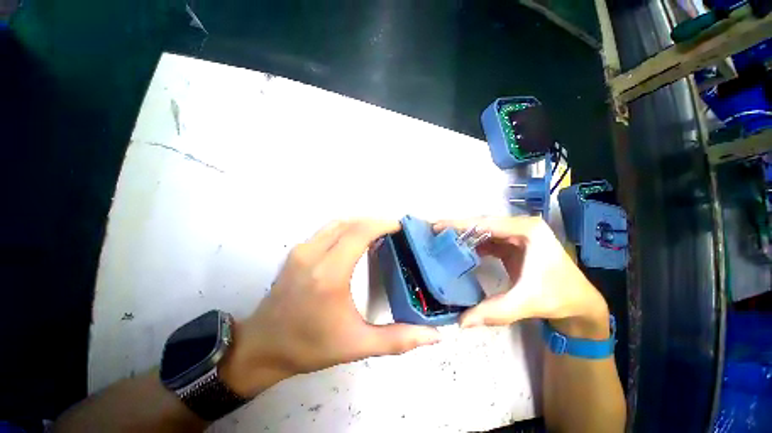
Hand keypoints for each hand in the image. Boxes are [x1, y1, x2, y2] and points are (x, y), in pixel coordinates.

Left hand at [220, 220, 441, 397]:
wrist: (263, 347)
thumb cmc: (309, 346)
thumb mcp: (357, 345)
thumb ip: (398, 340)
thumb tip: (434, 335)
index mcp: (329, 275)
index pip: (360, 233)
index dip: (382, 224)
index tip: (400, 227)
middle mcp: (313, 255)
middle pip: (351, 223)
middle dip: (376, 222)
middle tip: (394, 232)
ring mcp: (302, 250)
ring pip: (338, 223)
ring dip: (361, 224)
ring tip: (379, 234)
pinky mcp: (297, 252)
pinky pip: (327, 230)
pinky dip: (347, 228)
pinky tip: (357, 241)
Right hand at [434, 217, 609, 338]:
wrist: (579, 303)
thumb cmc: (558, 297)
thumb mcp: (526, 303)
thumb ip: (493, 311)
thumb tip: (461, 322)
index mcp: (527, 230)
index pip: (486, 223)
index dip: (459, 224)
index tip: (436, 226)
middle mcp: (521, 226)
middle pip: (482, 224)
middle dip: (457, 228)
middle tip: (434, 232)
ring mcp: (517, 234)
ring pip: (483, 231)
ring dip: (463, 235)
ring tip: (442, 240)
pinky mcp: (512, 243)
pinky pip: (487, 239)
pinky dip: (472, 244)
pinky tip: (459, 250)